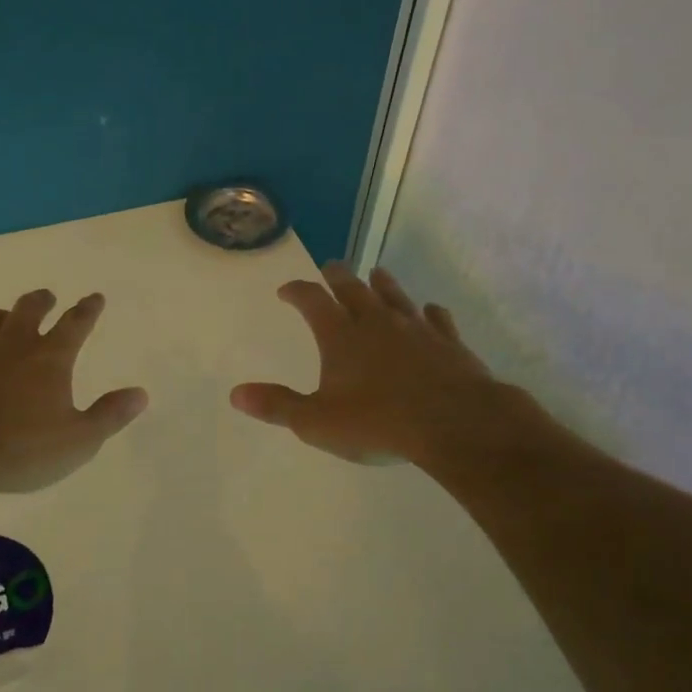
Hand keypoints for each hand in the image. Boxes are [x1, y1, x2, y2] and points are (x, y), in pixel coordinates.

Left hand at [0, 289, 147, 494]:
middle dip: (42, 301)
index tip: (95, 297)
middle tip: (47, 297)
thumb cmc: (21, 450)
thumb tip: (140, 394)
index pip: (75, 323)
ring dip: (0, 316)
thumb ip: (109, 415)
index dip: (88, 309)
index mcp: (49, 358)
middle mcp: (11, 345)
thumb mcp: (78, 441)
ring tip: (3, 318)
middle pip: (28, 309)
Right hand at [230, 263, 561, 468]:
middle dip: (337, 276)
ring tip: (376, 274)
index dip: (296, 291)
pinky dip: (430, 313)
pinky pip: (437, 319)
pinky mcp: (448, 341)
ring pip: (395, 295)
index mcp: (340, 335)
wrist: (455, 424)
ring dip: (382, 284)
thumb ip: (278, 406)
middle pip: (352, 287)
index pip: (312, 300)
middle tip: (331, 267)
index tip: (286, 290)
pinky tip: (431, 311)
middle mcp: (376, 321)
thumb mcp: (317, 422)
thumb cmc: (379, 423)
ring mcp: (415, 328)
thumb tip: (236, 394)